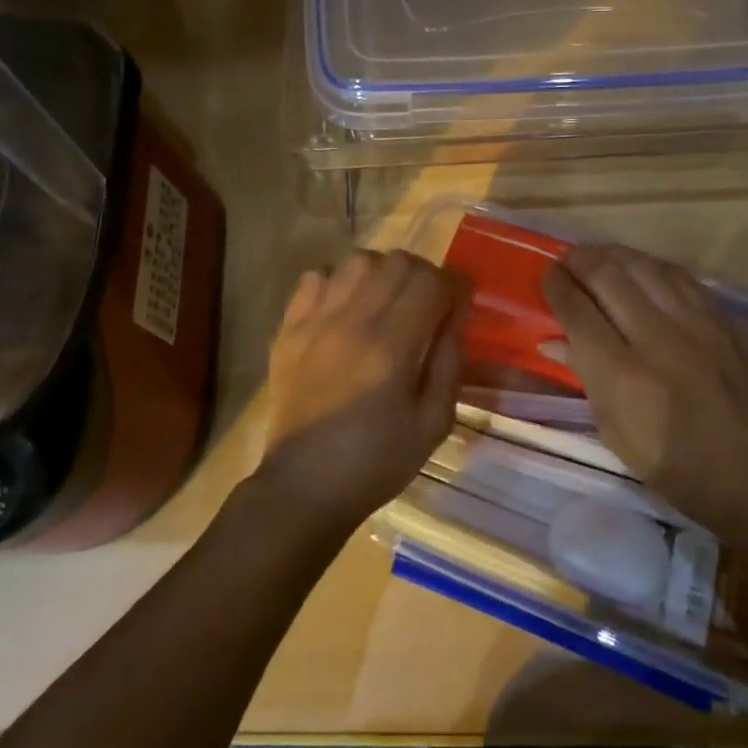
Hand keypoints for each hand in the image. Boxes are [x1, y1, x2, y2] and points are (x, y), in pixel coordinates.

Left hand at [255, 249, 467, 528]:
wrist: (304, 486)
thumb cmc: (378, 462)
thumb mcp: (433, 422)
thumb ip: (450, 361)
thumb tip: (457, 314)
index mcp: (391, 347)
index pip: (429, 281)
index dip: (453, 284)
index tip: (458, 301)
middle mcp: (351, 322)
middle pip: (395, 261)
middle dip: (421, 274)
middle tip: (427, 302)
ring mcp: (314, 322)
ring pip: (356, 261)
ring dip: (381, 272)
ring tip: (386, 301)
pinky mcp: (288, 329)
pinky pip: (314, 278)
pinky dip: (337, 282)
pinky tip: (345, 308)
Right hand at [542, 243, 747, 532]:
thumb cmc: (671, 465)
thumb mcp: (613, 431)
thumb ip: (584, 376)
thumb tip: (552, 341)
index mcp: (621, 375)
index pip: (578, 312)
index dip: (557, 287)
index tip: (547, 276)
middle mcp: (655, 339)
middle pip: (608, 278)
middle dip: (580, 262)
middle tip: (566, 260)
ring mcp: (693, 326)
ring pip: (644, 267)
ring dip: (613, 255)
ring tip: (597, 255)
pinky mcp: (719, 322)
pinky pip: (679, 276)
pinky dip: (651, 265)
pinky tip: (639, 265)